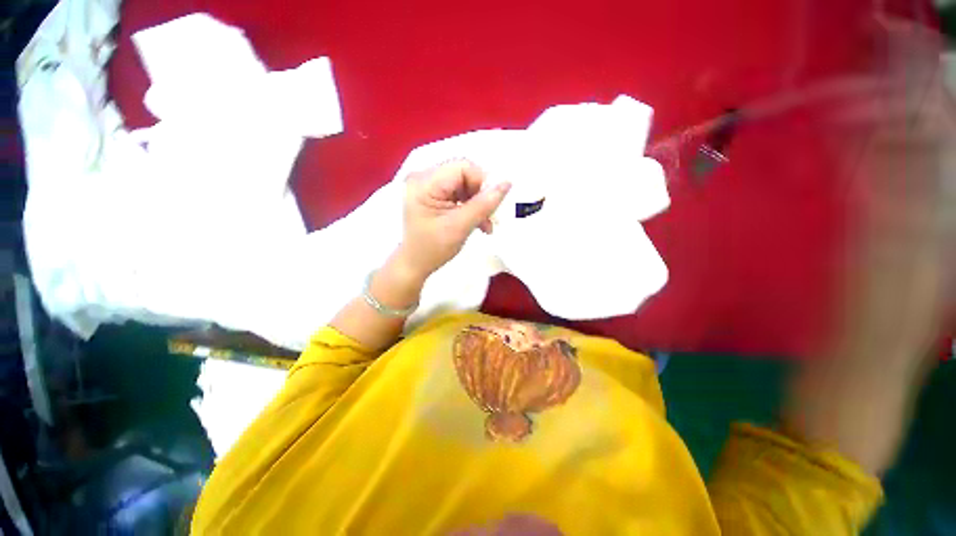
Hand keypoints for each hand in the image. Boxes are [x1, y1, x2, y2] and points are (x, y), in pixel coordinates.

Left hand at [397, 160, 510, 280]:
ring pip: (465, 185)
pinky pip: (461, 194)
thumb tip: (507, 183)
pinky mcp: (435, 197)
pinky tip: (479, 223)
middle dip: (481, 195)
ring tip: (486, 224)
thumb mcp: (460, 226)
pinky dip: (472, 207)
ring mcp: (430, 188)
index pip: (462, 167)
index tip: (495, 203)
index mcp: (425, 183)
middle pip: (464, 175)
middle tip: (491, 215)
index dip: (483, 181)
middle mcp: (425, 179)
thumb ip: (484, 204)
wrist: (415, 265)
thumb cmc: (432, 249)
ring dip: (479, 203)